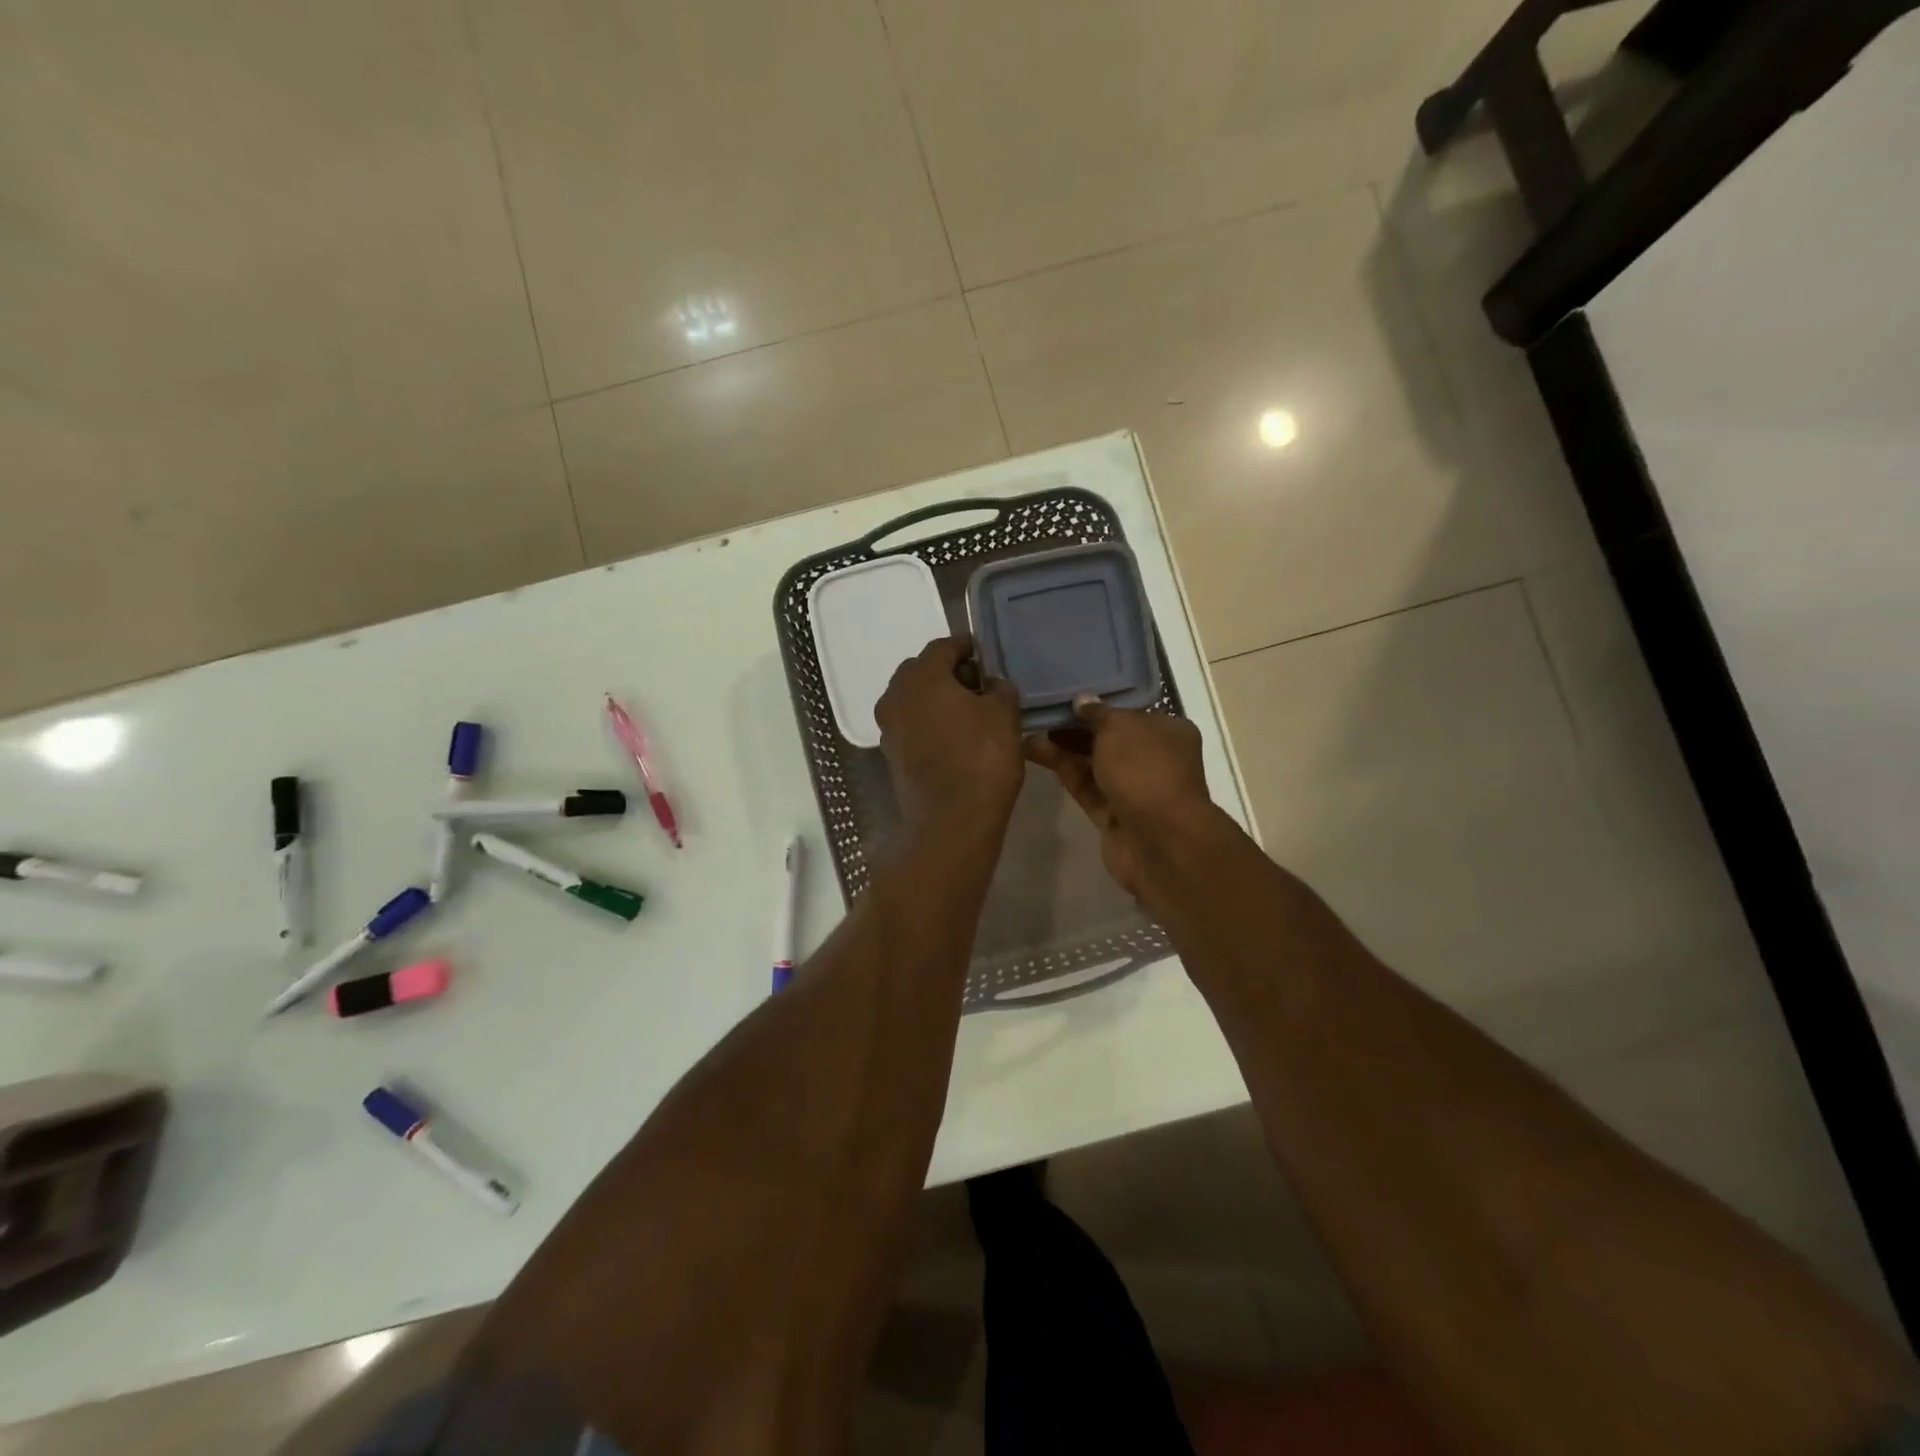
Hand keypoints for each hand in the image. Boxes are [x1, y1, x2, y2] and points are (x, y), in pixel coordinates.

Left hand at [875, 636, 1024, 835]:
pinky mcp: (891, 755)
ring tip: (969, 711)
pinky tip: (954, 736)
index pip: (943, 647)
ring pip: (914, 700)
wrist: (953, 821)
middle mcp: (896, 696)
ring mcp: (889, 728)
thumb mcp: (1004, 714)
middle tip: (978, 683)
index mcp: (921, 677)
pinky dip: (929, 723)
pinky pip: (911, 726)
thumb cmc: (982, 758)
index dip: (966, 647)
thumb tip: (993, 684)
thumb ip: (1000, 688)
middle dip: (948, 672)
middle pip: (922, 671)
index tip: (985, 654)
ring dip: (937, 699)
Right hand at [1025, 695, 1213, 899]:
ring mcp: (1133, 789)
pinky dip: (1063, 770)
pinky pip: (1084, 786)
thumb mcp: (1121, 728)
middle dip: (1075, 726)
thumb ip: (1098, 713)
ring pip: (1093, 763)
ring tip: (1027, 728)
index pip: (1129, 712)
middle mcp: (1154, 758)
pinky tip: (1033, 752)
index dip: (1098, 704)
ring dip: (1062, 747)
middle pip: (1109, 738)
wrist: (1160, 842)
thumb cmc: (1146, 771)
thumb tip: (1081, 701)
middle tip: (1039, 710)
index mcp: (1168, 731)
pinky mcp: (1112, 815)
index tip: (1065, 694)